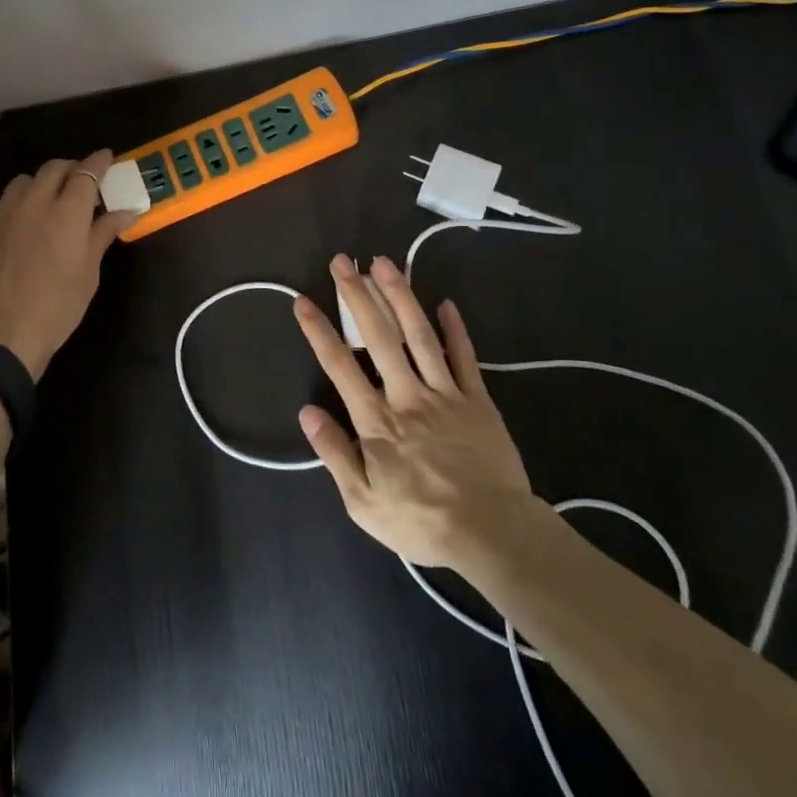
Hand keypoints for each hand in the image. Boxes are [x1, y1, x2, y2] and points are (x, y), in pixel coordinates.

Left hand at [0, 150, 135, 380]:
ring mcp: (2, 213)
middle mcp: (34, 202)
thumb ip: (103, 235)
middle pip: (54, 168)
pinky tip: (21, 225)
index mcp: (67, 213)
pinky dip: (18, 205)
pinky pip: (2, 203)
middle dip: (71, 168)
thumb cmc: (55, 310)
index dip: (99, 161)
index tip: (107, 158)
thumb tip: (126, 211)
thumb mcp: (88, 275)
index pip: (86, 172)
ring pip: (24, 181)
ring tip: (49, 200)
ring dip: (42, 183)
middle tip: (81, 181)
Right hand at [294, 253, 542, 572]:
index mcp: (377, 421)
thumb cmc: (422, 521)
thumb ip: (335, 454)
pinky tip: (445, 302)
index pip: (340, 366)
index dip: (319, 331)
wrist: (493, 534)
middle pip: (379, 337)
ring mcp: (444, 394)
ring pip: (419, 336)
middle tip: (343, 261)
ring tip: (385, 263)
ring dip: (401, 296)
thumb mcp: (364, 503)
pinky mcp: (477, 400)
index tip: (303, 301)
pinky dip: (455, 329)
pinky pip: (464, 358)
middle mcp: (407, 396)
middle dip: (358, 296)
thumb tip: (307, 412)